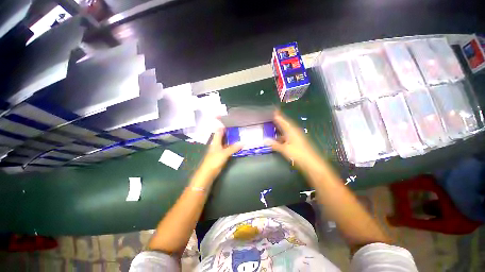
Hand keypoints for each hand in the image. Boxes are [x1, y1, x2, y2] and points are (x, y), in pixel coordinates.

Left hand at [198, 128, 241, 178]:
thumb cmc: (214, 161)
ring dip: (231, 139)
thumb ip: (233, 148)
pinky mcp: (221, 155)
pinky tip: (236, 145)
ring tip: (239, 135)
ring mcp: (219, 149)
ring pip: (225, 142)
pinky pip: (227, 148)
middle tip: (237, 127)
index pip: (219, 131)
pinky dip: (231, 146)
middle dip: (229, 132)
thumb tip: (242, 143)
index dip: (223, 125)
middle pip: (222, 136)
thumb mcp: (224, 153)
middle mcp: (217, 144)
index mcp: (216, 141)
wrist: (208, 172)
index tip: (229, 121)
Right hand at [266, 111, 320, 166]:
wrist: (310, 162)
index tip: (274, 111)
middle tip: (274, 116)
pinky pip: (288, 136)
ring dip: (281, 129)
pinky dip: (283, 136)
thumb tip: (265, 140)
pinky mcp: (298, 142)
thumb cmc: (297, 154)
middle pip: (286, 124)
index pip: (283, 121)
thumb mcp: (284, 149)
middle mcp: (294, 132)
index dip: (279, 116)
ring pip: (287, 130)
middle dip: (280, 121)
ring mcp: (297, 137)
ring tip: (274, 127)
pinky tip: (279, 139)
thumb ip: (274, 144)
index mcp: (291, 131)